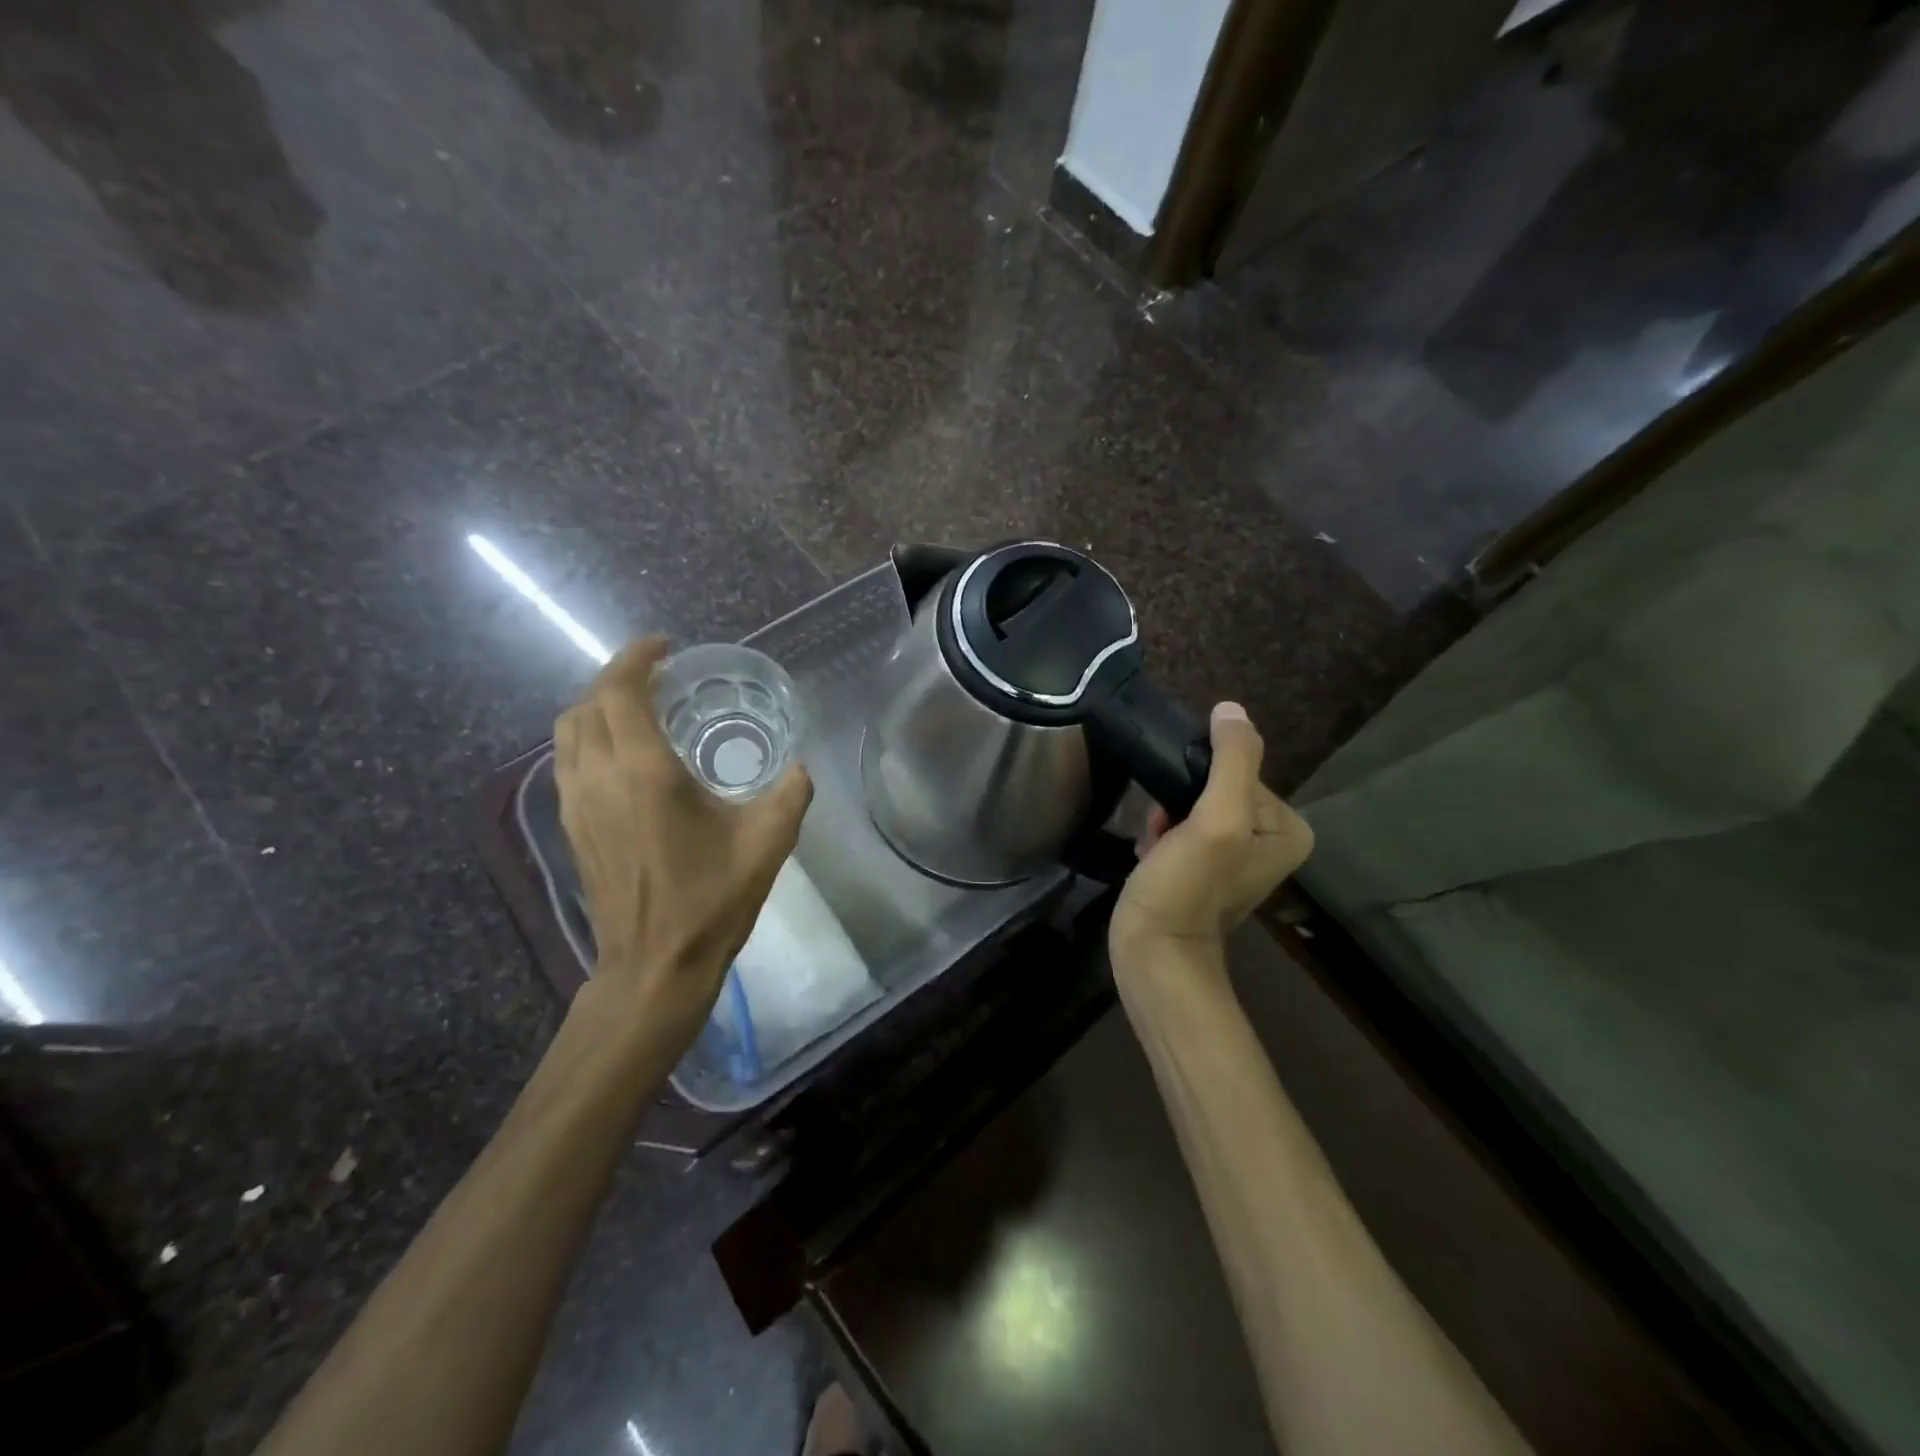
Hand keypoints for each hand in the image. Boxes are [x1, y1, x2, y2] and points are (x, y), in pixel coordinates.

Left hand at [554, 637, 811, 1043]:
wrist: (653, 965)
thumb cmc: (710, 899)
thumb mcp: (768, 842)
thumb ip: (791, 793)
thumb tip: (798, 768)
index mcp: (644, 772)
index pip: (621, 691)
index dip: (637, 658)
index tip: (665, 647)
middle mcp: (599, 777)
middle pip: (587, 704)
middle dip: (617, 677)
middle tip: (658, 676)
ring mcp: (577, 804)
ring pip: (568, 732)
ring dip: (598, 706)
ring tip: (638, 708)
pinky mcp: (572, 827)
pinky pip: (568, 762)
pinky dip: (590, 739)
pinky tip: (624, 757)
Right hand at [1110, 702, 1312, 967]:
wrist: (1153, 953)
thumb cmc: (1188, 887)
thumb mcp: (1216, 820)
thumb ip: (1231, 762)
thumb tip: (1231, 709)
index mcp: (1286, 827)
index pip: (1238, 771)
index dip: (1200, 783)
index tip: (1180, 814)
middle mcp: (1267, 838)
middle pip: (1213, 787)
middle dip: (1178, 802)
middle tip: (1164, 831)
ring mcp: (1232, 855)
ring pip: (1190, 805)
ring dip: (1163, 817)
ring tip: (1154, 845)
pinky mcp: (1200, 868)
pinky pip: (1179, 827)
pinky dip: (1158, 835)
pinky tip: (1148, 854)